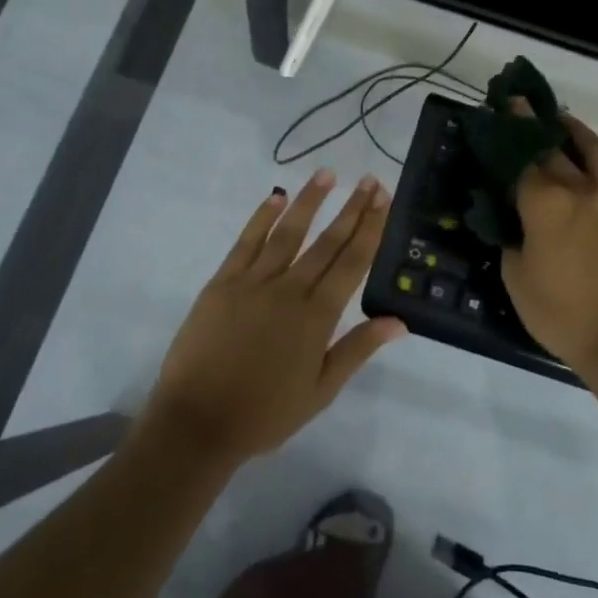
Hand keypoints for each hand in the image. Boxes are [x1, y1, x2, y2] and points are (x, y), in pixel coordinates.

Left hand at [143, 169, 406, 467]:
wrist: (198, 422)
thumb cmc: (265, 413)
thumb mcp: (321, 390)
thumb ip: (358, 349)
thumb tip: (399, 321)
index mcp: (317, 316)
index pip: (352, 262)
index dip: (370, 228)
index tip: (383, 199)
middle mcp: (290, 289)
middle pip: (327, 241)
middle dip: (352, 208)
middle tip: (370, 180)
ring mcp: (253, 282)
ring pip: (288, 232)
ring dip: (309, 201)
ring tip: (327, 174)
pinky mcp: (222, 283)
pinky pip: (246, 242)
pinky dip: (261, 218)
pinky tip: (275, 197)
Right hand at [501, 107, 597, 378]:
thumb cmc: (561, 314)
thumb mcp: (516, 278)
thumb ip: (511, 238)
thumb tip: (513, 218)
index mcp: (546, 204)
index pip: (521, 159)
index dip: (508, 135)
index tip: (501, 109)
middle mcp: (581, 190)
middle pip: (554, 149)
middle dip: (534, 126)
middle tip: (522, 107)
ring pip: (594, 152)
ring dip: (575, 132)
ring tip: (561, 120)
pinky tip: (593, 159)